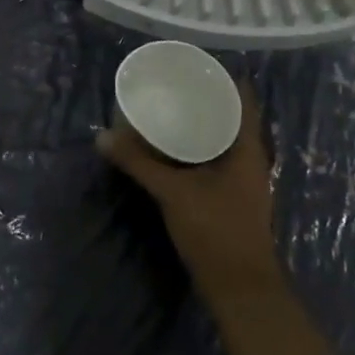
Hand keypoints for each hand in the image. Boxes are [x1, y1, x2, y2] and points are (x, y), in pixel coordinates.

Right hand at [96, 79, 280, 298]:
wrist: (241, 291)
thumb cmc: (216, 231)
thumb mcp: (173, 193)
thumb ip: (138, 163)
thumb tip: (103, 136)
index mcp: (248, 148)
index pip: (243, 99)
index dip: (223, 78)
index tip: (196, 63)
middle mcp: (251, 159)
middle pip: (232, 117)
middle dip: (205, 99)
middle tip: (173, 81)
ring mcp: (244, 180)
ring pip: (223, 140)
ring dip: (201, 125)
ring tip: (169, 107)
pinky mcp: (232, 198)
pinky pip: (216, 160)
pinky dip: (197, 148)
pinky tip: (174, 148)